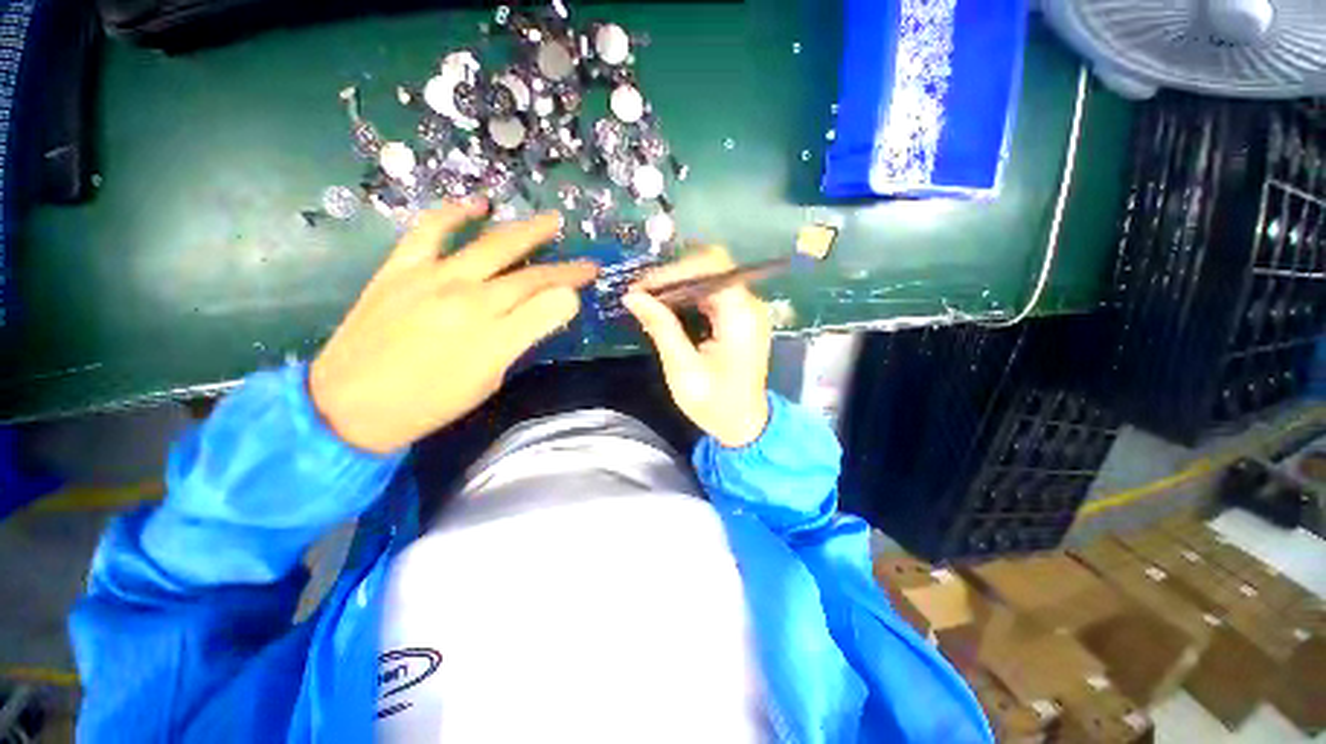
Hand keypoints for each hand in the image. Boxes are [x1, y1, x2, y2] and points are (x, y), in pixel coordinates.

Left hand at [310, 201, 597, 453]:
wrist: (347, 406)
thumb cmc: (429, 403)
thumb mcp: (488, 381)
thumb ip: (522, 339)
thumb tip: (556, 307)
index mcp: (494, 337)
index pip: (547, 303)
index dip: (572, 289)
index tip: (589, 281)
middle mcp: (470, 301)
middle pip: (530, 275)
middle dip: (565, 268)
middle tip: (586, 261)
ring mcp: (433, 279)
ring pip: (492, 245)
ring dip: (527, 231)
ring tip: (551, 221)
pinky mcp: (400, 268)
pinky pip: (431, 230)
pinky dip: (456, 213)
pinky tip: (478, 205)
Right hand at [623, 246, 771, 447]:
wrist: (744, 425)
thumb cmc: (715, 404)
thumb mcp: (683, 370)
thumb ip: (662, 329)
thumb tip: (633, 296)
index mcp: (741, 316)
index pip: (711, 267)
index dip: (674, 270)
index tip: (642, 287)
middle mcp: (749, 305)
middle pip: (711, 267)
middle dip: (672, 276)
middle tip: (641, 293)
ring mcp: (746, 311)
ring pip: (709, 278)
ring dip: (677, 285)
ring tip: (647, 300)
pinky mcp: (739, 318)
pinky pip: (711, 294)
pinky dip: (686, 297)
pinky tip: (666, 309)